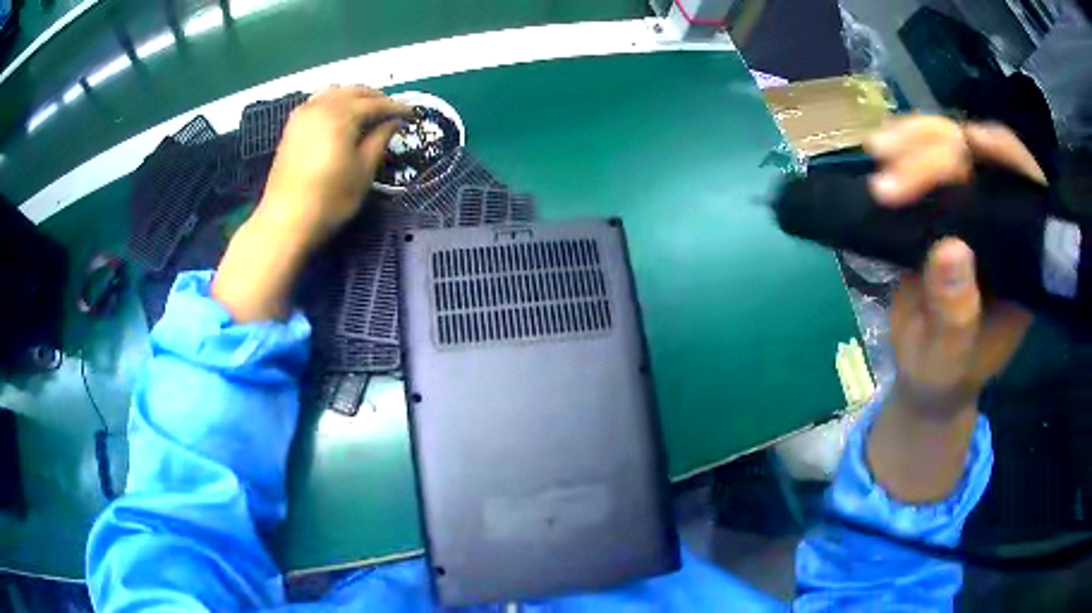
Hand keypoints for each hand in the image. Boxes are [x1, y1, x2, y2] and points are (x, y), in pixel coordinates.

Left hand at [256, 86, 412, 248]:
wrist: (285, 220)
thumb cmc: (330, 198)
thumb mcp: (363, 170)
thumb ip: (380, 139)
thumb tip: (394, 121)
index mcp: (342, 114)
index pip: (376, 103)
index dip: (396, 107)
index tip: (412, 114)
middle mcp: (322, 106)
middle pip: (354, 91)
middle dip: (376, 98)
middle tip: (392, 111)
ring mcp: (304, 114)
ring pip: (334, 92)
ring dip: (354, 97)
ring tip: (367, 112)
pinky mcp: (292, 126)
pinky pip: (318, 101)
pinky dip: (334, 102)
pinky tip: (340, 117)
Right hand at [865, 116, 1038, 415]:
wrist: (926, 374)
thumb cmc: (945, 373)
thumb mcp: (948, 357)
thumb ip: (954, 315)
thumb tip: (949, 248)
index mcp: (1022, 261)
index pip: (1025, 190)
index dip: (1006, 156)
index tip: (973, 143)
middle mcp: (1002, 222)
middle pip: (982, 157)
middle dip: (938, 151)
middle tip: (889, 172)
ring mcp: (971, 208)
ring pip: (952, 146)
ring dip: (915, 141)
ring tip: (877, 152)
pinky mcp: (942, 204)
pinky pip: (927, 158)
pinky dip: (903, 148)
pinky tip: (878, 150)